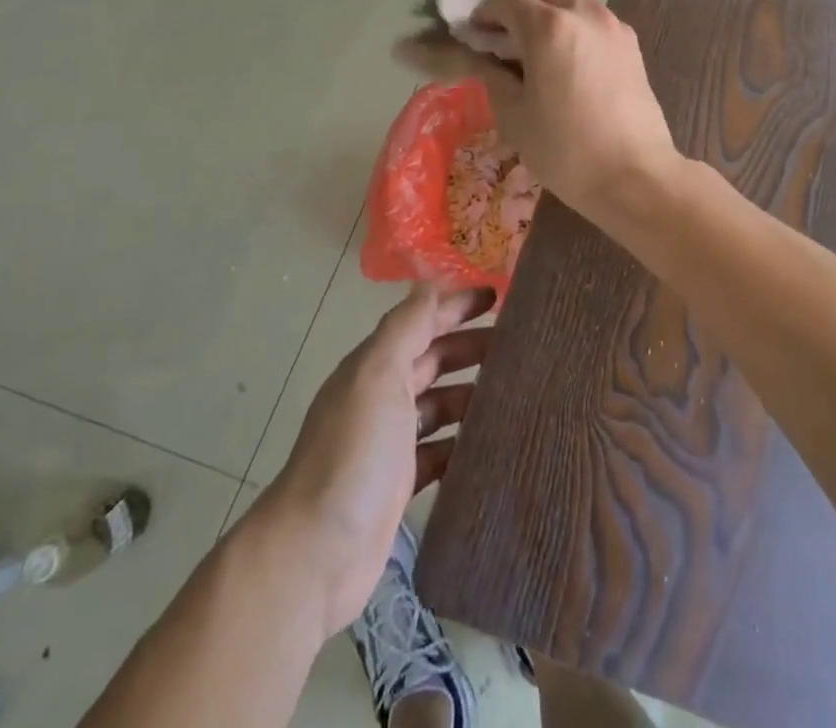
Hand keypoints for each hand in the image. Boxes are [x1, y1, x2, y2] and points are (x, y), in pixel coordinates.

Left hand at [258, 285, 492, 636]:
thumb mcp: (378, 375)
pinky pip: (440, 453)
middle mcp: (381, 398)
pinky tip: (494, 444)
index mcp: (374, 367)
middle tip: (520, 346)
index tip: (498, 297)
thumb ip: (406, 327)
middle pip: (432, 360)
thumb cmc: (353, 453)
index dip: (455, 305)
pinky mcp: (399, 486)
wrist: (315, 554)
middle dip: (470, 347)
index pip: (420, 321)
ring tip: (518, 392)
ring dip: (472, 394)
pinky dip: (463, 444)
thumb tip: (432, 281)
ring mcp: (389, 444)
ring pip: (439, 405)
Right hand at [465, 0, 681, 226]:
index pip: (508, 0)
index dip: (484, 12)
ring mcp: (613, 27)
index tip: (473, 34)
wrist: (635, 176)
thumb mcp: (514, 116)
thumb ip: (493, 76)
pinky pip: (596, 20)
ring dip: (552, 10)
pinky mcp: (632, 46)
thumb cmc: (565, 150)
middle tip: (508, 33)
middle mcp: (584, 14)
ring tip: (539, 52)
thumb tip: (482, 58)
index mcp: (549, 28)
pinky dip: (576, 27)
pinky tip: (568, 65)